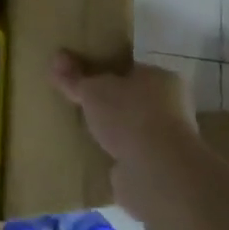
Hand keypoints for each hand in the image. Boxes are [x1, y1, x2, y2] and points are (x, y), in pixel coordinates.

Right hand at [51, 52, 197, 221]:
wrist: (156, 172)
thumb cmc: (129, 116)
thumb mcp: (92, 90)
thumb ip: (74, 76)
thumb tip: (57, 57)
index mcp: (161, 78)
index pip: (130, 69)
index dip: (105, 71)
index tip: (82, 77)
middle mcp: (171, 106)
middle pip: (130, 99)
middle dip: (106, 103)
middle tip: (77, 103)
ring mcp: (167, 139)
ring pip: (130, 128)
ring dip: (110, 131)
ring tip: (79, 130)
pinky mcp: (158, 168)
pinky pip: (129, 154)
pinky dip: (113, 154)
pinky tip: (92, 155)